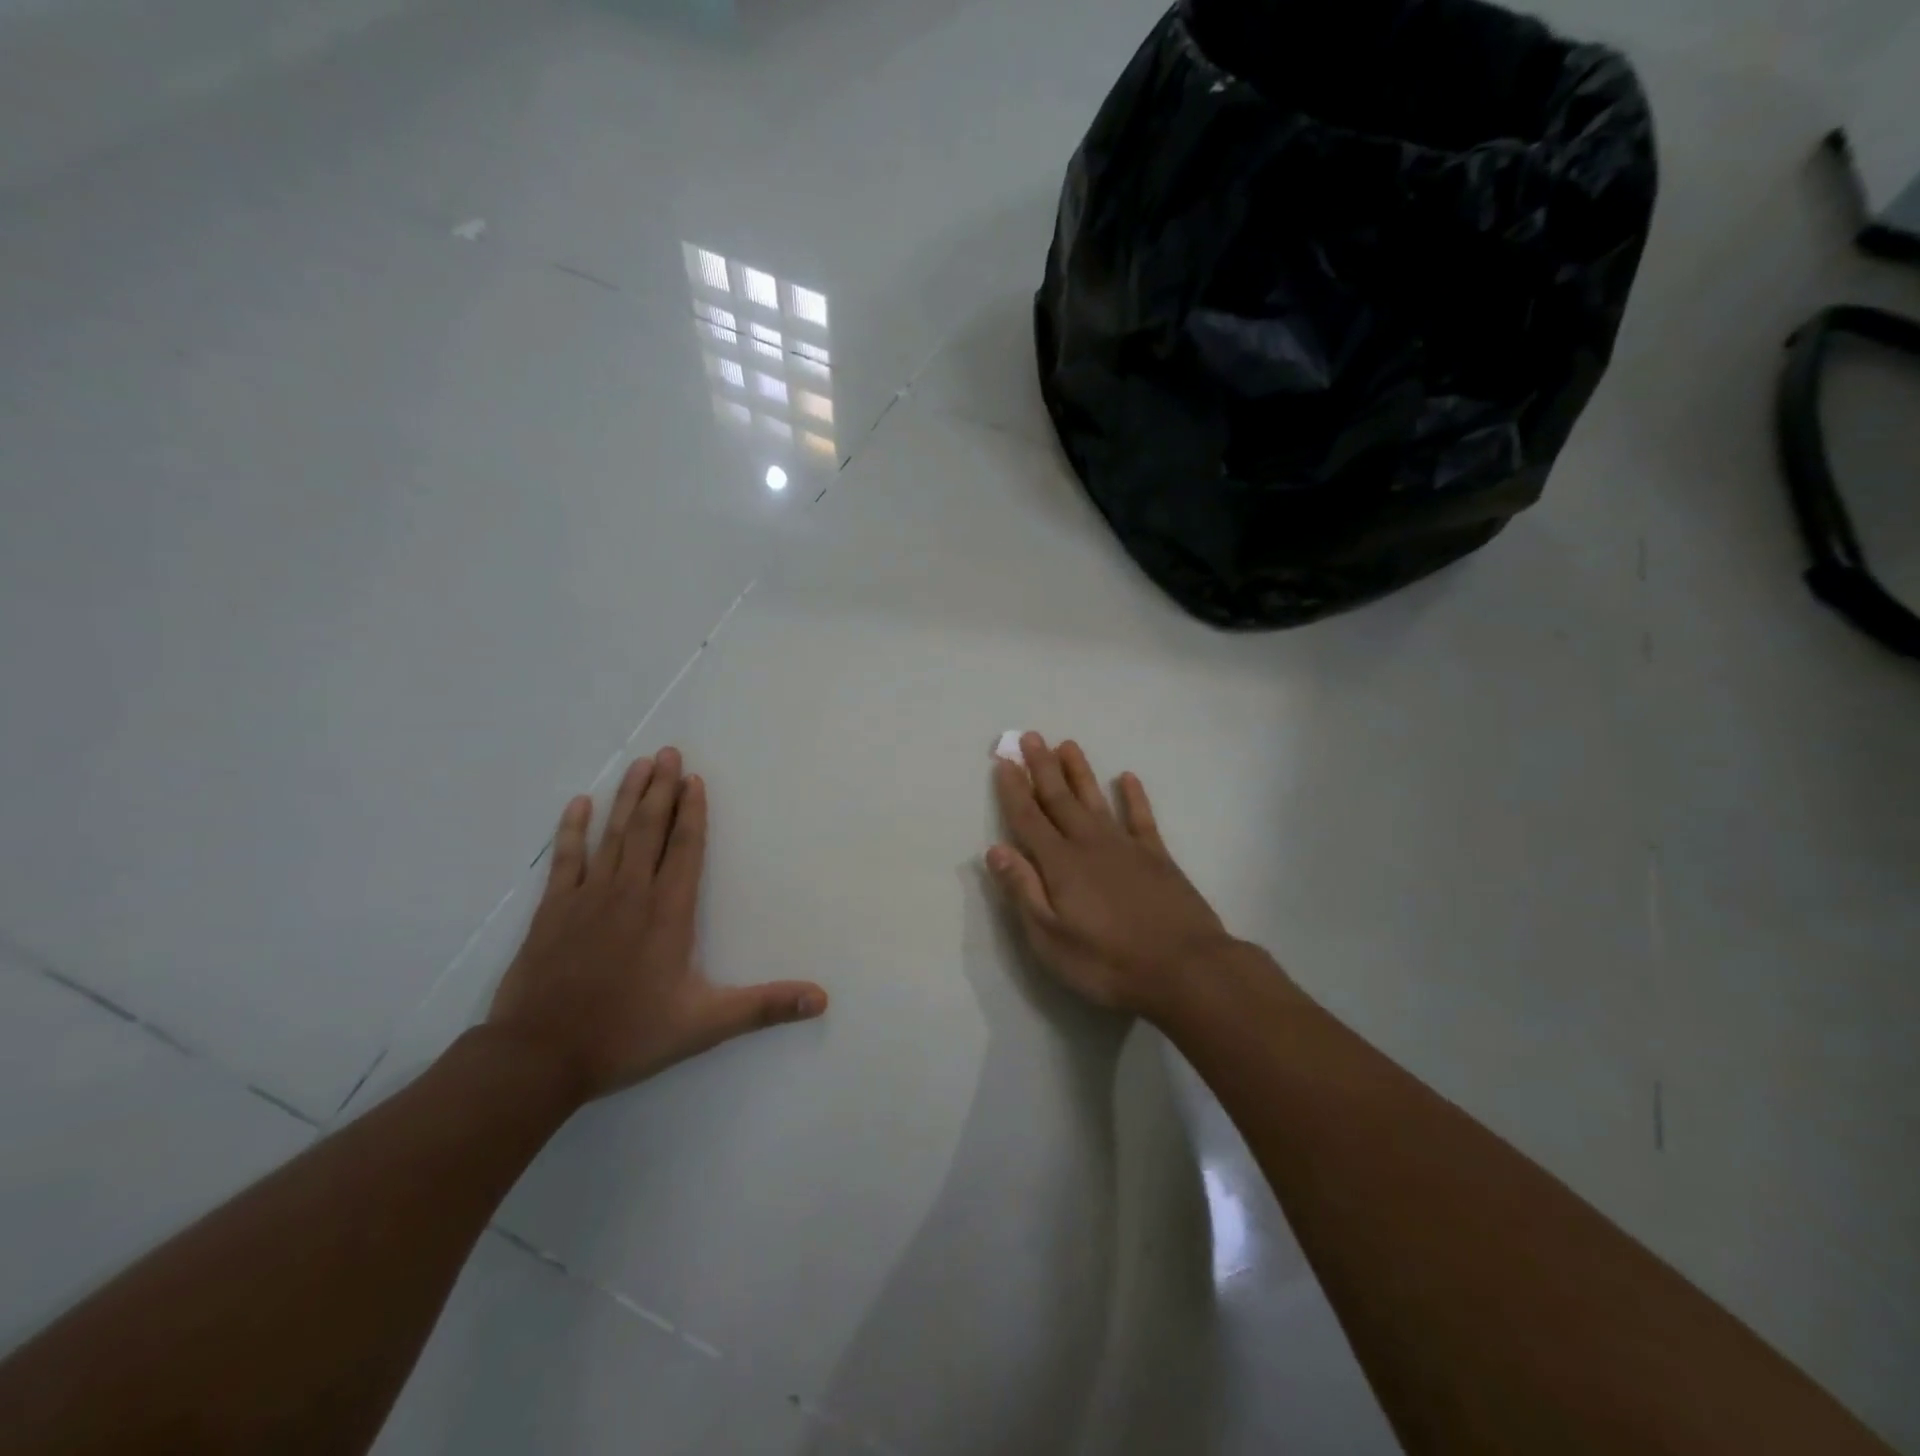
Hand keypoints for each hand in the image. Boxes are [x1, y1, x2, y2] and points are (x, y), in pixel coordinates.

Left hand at [486, 748, 827, 1102]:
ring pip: (612, 834)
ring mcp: (588, 897)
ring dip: (627, 797)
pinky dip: (572, 829)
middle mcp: (631, 892)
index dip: (692, 811)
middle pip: (649, 828)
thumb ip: (764, 1007)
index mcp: (669, 912)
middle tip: (669, 752)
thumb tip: (822, 998)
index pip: (685, 848)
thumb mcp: (705, 1025)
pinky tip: (579, 803)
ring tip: (640, 764)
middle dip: (662, 789)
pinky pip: (565, 858)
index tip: (695, 779)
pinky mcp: (553, 909)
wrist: (539, 1057)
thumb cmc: (628, 1035)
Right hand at [986, 734, 1243, 1018]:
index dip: (1013, 790)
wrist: (1185, 968)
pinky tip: (1127, 778)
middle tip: (1029, 737)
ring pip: (1095, 799)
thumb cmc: (1108, 962)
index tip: (1004, 761)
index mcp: (1060, 864)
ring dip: (1079, 772)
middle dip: (1041, 768)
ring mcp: (1126, 846)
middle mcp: (1089, 844)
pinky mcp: (1157, 856)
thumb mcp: (1051, 939)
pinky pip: (1141, 817)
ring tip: (1067, 745)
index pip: (1028, 819)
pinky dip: (1134, 796)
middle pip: (1059, 799)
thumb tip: (995, 850)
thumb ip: (1023, 891)